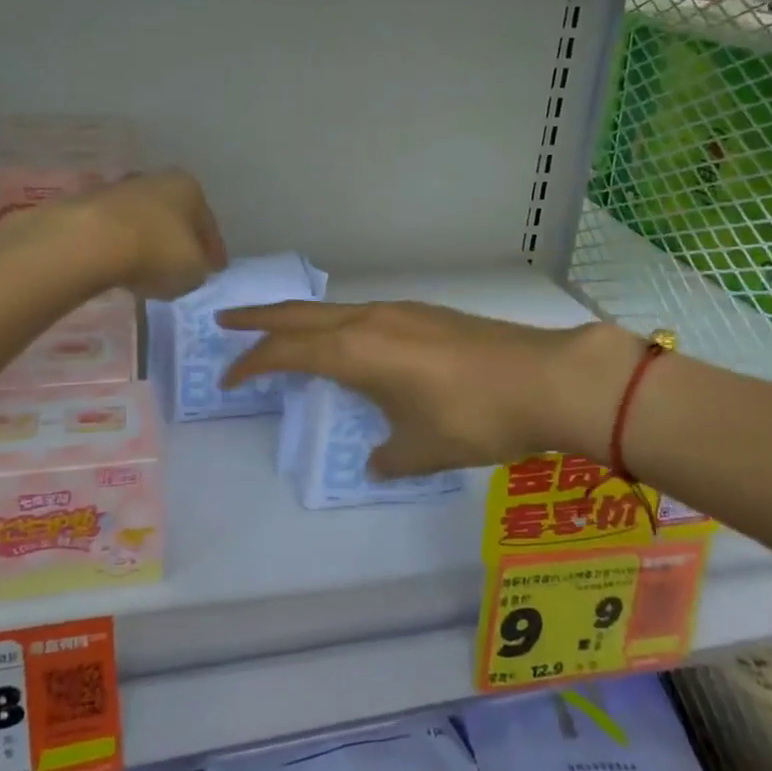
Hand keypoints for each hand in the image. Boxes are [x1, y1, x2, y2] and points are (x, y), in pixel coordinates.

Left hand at [69, 170, 226, 299]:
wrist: (90, 242)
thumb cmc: (156, 251)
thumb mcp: (194, 271)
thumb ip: (200, 269)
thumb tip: (193, 268)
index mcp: (189, 188)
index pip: (208, 224)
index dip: (214, 251)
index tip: (215, 271)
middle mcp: (157, 180)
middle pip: (175, 218)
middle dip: (179, 241)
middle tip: (184, 268)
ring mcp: (120, 190)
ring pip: (145, 223)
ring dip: (149, 243)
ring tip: (149, 271)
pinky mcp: (89, 207)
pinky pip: (117, 233)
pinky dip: (123, 248)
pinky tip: (122, 267)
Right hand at [218, 301, 643, 478]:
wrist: (546, 378)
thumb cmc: (474, 417)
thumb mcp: (423, 449)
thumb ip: (388, 457)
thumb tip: (376, 460)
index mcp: (355, 351)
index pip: (286, 352)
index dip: (251, 365)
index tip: (228, 380)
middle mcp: (369, 320)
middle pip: (300, 314)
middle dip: (259, 318)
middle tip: (226, 320)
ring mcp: (399, 311)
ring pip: (332, 310)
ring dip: (300, 319)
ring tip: (282, 332)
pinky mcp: (425, 313)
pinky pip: (363, 313)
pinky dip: (336, 324)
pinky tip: (350, 343)